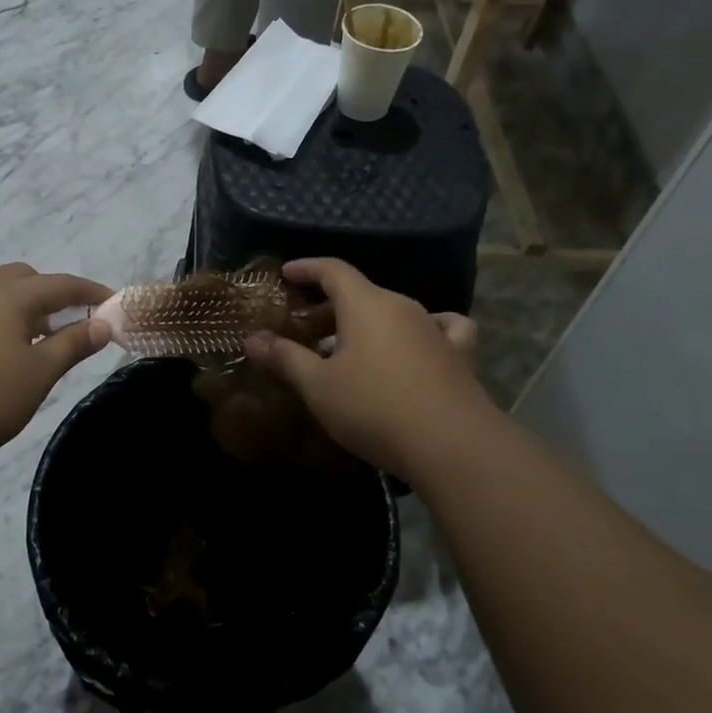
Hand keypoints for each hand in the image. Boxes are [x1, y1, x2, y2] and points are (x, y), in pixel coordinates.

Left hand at [0, 262, 111, 470]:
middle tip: (63, 327)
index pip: (61, 285)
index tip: (111, 303)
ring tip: (11, 320)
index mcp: (10, 296)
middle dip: (47, 294)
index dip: (89, 292)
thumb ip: (72, 344)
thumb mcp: (39, 375)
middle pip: (20, 276)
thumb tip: (102, 323)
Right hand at [243, 259, 487, 480]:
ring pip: (395, 312)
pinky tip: (420, 343)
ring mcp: (435, 328)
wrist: (450, 444)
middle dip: (332, 303)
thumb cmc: (374, 408)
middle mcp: (403, 306)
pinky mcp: (459, 354)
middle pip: (363, 292)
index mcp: (366, 305)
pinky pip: (441, 328)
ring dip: (369, 322)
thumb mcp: (318, 386)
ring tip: (352, 344)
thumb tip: (252, 339)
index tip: (287, 273)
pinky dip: (423, 330)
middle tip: (308, 324)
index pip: (334, 270)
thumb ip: (285, 358)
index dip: (308, 268)